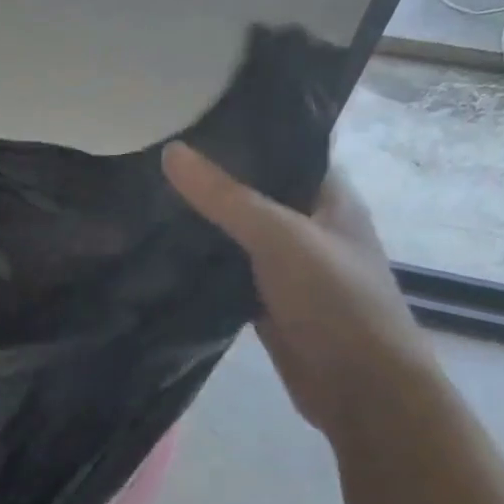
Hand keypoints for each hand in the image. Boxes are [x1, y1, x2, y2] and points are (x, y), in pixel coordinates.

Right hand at [162, 144, 440, 441]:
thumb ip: (226, 197)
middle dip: (210, 177)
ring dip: (200, 221)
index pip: (285, 147)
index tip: (191, 115)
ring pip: (234, 233)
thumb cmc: (336, 301)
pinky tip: (158, 248)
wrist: (359, 388)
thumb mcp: (280, 238)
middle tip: (151, 154)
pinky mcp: (263, 299)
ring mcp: (284, 265)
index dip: (244, 131)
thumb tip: (170, 152)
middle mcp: (306, 224)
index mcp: (328, 195)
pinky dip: (198, 262)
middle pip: (253, 190)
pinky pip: (225, 271)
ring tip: (144, 193)